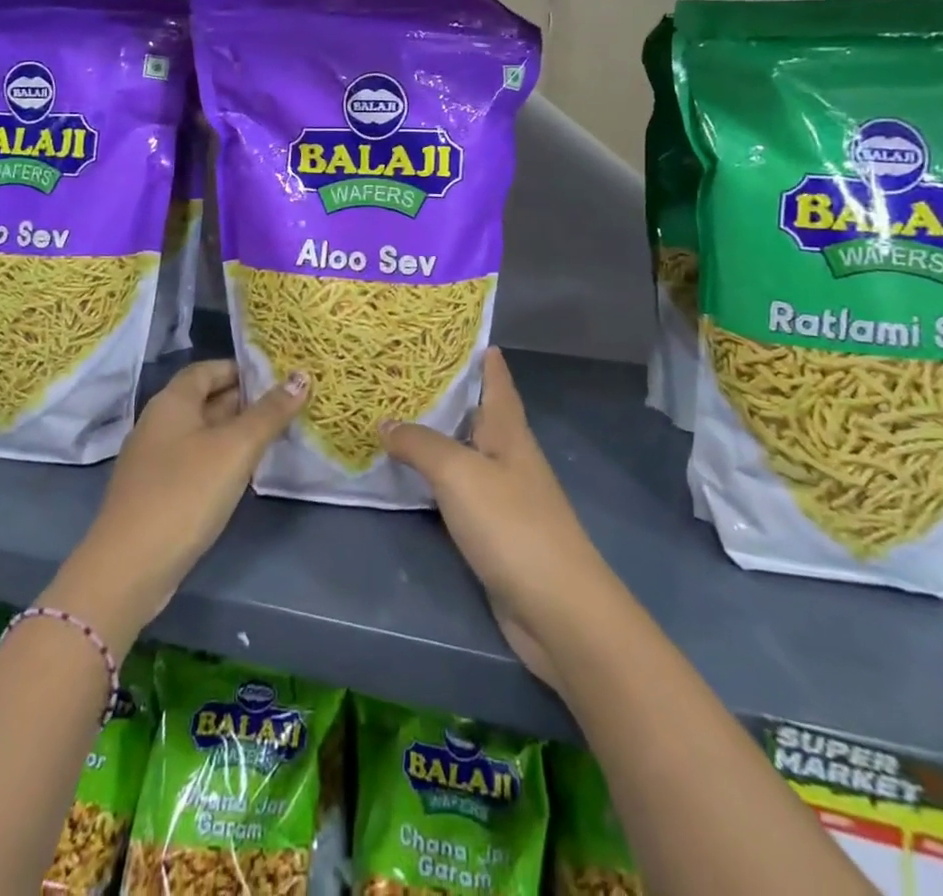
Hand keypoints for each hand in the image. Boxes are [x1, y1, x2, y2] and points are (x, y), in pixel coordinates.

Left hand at [53, 360, 308, 650]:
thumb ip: (269, 413)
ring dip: (236, 432)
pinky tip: (243, 473)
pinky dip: (220, 459)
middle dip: (245, 400)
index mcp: (172, 402)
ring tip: (275, 436)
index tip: (277, 377)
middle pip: (206, 399)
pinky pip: (194, 461)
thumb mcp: (235, 449)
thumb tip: (301, 377)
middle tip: (288, 405)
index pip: (207, 369)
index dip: (241, 369)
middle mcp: (159, 422)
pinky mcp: (157, 491)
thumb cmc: (185, 493)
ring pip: (202, 433)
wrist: (129, 568)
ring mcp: (155, 460)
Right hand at [380, 348, 613, 690]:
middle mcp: (509, 456)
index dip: (483, 356)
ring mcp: (505, 496)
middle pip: (479, 414)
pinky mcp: (495, 531)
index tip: (459, 333)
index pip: (497, 381)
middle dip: (450, 393)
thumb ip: (421, 444)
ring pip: (467, 453)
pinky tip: (413, 479)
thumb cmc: (512, 525)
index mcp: (509, 432)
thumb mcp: (459, 473)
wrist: (557, 609)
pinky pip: (459, 491)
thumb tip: (385, 422)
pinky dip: (436, 479)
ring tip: (399, 417)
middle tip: (407, 373)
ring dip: (439, 436)